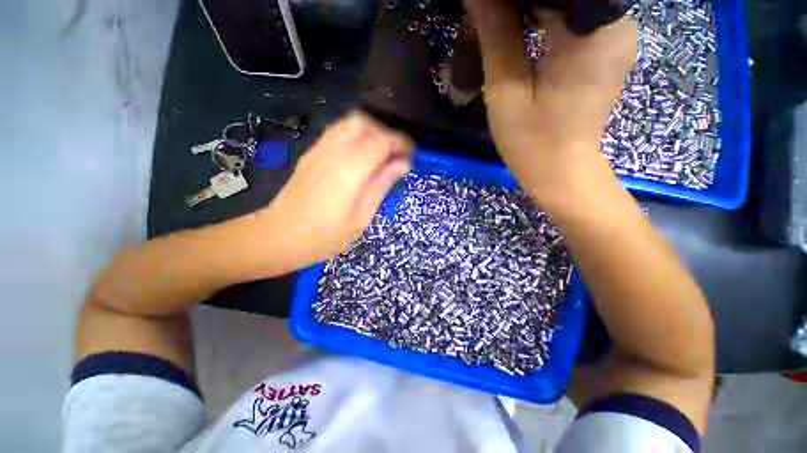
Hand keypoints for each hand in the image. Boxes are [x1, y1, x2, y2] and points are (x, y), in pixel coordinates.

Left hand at [261, 112, 412, 267]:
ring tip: (379, 157)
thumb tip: (402, 164)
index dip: (401, 144)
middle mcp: (333, 151)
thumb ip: (382, 185)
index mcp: (350, 170)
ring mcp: (318, 150)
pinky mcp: (311, 153)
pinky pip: (337, 133)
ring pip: (349, 123)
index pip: (381, 140)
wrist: (279, 237)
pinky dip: (355, 138)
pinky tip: (359, 159)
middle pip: (363, 122)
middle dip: (384, 133)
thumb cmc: (325, 236)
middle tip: (394, 156)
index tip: (410, 157)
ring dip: (370, 134)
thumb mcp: (362, 216)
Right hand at [464, 0, 636, 199]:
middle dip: (520, 1)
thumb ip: (495, 34)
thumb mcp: (506, 90)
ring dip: (531, 7)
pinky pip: (575, 18)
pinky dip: (547, 18)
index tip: (486, 8)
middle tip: (487, 17)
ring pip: (567, 2)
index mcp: (595, 28)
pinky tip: (522, 30)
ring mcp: (616, 35)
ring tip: (499, 22)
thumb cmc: (531, 141)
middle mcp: (618, 22)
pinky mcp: (607, 49)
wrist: (561, 173)